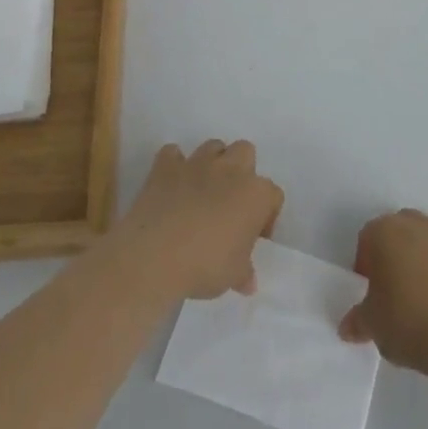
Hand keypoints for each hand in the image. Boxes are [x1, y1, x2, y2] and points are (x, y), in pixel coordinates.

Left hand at [111, 140, 282, 301]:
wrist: (154, 256)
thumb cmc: (204, 265)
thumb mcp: (232, 276)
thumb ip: (244, 272)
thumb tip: (248, 282)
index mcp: (255, 194)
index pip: (273, 195)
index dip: (266, 215)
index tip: (254, 236)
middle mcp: (230, 169)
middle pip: (245, 152)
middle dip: (242, 171)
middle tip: (231, 202)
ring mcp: (196, 163)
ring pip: (213, 147)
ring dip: (213, 163)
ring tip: (203, 191)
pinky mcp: (166, 166)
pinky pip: (173, 154)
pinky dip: (174, 165)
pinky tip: (172, 184)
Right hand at [339, 209, 427, 376]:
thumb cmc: (406, 321)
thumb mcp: (372, 325)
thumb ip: (358, 321)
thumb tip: (348, 327)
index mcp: (386, 232)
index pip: (368, 237)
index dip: (366, 263)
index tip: (370, 292)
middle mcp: (419, 226)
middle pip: (402, 227)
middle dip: (397, 250)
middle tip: (396, 287)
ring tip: (426, 289)